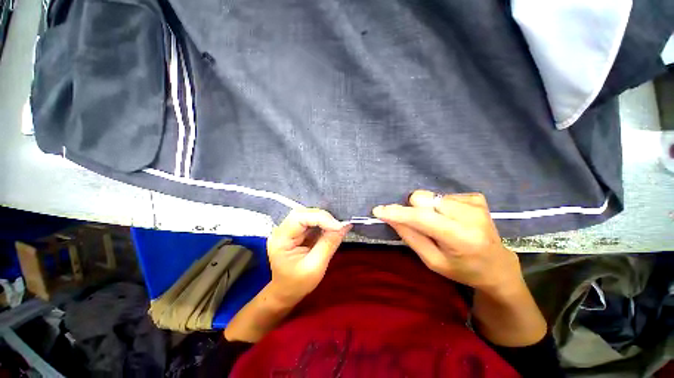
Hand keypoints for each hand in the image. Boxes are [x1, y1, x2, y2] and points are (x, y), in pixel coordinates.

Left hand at [267, 208, 351, 304]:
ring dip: (324, 219)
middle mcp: (282, 230)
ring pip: (308, 214)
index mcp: (280, 239)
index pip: (299, 218)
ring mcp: (289, 229)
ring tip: (337, 227)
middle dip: (323, 217)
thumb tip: (344, 226)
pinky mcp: (297, 231)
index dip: (320, 218)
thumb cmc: (297, 284)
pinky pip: (311, 221)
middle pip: (303, 213)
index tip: (338, 226)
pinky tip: (331, 228)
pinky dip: (323, 223)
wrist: (287, 292)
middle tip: (339, 226)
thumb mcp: (315, 267)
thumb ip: (329, 244)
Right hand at [373, 190, 524, 298]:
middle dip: (412, 209)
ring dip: (426, 208)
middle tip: (419, 224)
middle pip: (422, 198)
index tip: (378, 211)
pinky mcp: (476, 197)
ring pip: (430, 196)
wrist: (497, 265)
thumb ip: (411, 237)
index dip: (398, 213)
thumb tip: (390, 217)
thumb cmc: (463, 269)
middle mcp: (470, 215)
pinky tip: (450, 218)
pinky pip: (442, 195)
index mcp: (461, 238)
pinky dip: (439, 206)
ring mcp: (475, 203)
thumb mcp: (433, 261)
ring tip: (437, 223)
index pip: (421, 218)